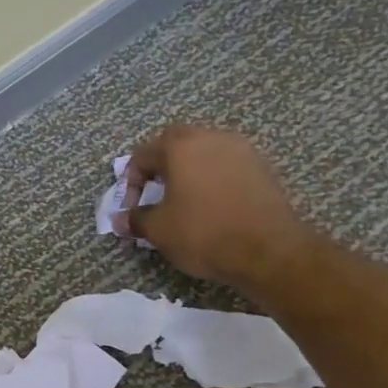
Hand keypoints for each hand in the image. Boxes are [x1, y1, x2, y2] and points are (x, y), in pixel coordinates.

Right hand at [114, 124, 314, 296]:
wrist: (267, 249)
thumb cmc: (203, 233)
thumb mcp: (159, 230)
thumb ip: (136, 219)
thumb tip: (120, 219)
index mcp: (181, 147)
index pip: (143, 154)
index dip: (131, 181)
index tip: (132, 207)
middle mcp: (211, 138)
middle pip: (176, 143)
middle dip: (160, 166)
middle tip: (155, 193)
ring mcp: (241, 150)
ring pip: (204, 151)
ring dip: (188, 170)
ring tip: (183, 199)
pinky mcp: (261, 166)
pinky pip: (226, 164)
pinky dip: (212, 178)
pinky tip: (211, 204)